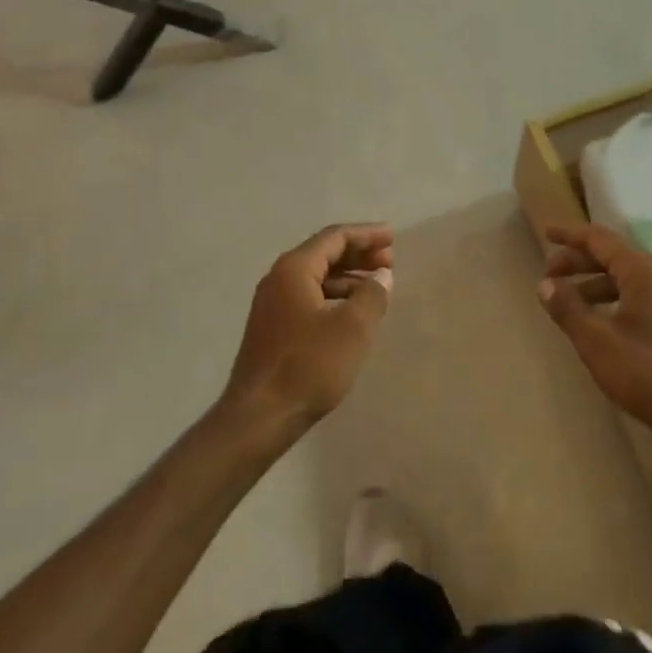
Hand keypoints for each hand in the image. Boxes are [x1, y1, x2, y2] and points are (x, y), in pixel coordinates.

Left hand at [222, 224, 395, 433]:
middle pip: (324, 253)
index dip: (367, 234)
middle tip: (389, 261)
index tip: (393, 237)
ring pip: (317, 277)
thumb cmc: (308, 365)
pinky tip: (352, 313)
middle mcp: (279, 278)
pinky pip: (309, 297)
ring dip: (348, 277)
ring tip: (377, 287)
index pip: (335, 237)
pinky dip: (335, 296)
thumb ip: (372, 294)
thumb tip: (381, 276)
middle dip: (359, 254)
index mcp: (294, 269)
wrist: (258, 418)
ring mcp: (272, 304)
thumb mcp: (352, 328)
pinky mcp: (273, 328)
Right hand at [539, 223, 651, 447]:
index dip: (570, 235)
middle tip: (550, 276)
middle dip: (579, 262)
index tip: (547, 233)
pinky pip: (642, 297)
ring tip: (571, 304)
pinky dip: (616, 300)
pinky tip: (603, 325)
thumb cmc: (649, 373)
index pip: (600, 239)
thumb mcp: (597, 341)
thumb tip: (545, 284)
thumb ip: (568, 308)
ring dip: (596, 284)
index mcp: (643, 270)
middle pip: (614, 256)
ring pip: (628, 279)